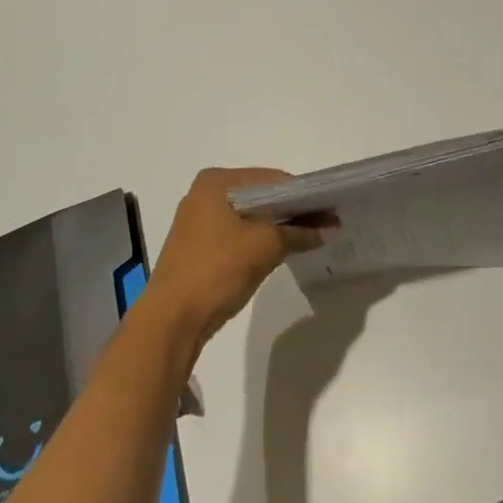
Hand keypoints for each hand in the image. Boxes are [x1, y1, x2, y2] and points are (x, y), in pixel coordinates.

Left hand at [145, 168, 333, 349]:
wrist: (170, 323)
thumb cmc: (216, 271)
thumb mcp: (264, 247)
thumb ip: (299, 232)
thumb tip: (332, 227)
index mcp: (215, 181)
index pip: (270, 179)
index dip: (302, 194)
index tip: (328, 209)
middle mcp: (204, 194)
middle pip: (259, 196)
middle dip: (290, 211)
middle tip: (322, 224)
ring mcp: (198, 221)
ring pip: (249, 217)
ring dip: (276, 227)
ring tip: (307, 238)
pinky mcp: (198, 247)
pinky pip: (237, 235)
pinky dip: (258, 241)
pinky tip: (279, 252)